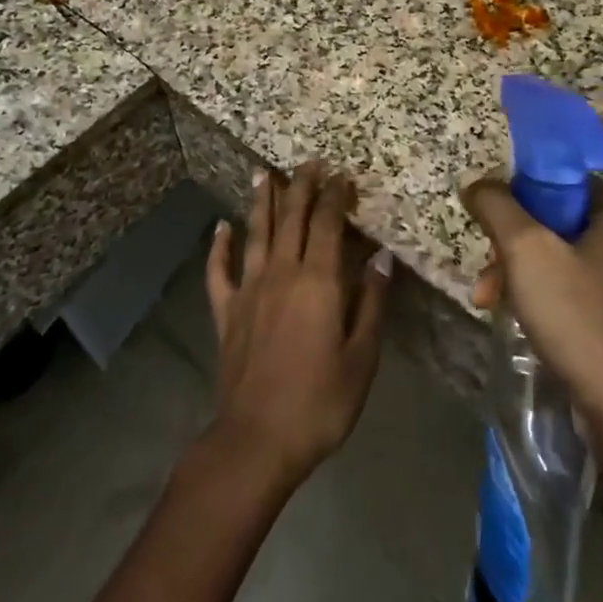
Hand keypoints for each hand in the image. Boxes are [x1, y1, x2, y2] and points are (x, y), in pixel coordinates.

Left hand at [205, 163, 390, 490]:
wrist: (258, 439)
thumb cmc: (321, 401)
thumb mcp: (362, 357)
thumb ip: (372, 303)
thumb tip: (383, 258)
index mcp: (318, 282)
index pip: (327, 224)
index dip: (334, 196)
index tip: (341, 175)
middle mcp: (281, 274)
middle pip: (291, 218)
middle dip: (301, 186)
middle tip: (308, 162)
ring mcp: (249, 290)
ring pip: (255, 233)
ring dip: (261, 201)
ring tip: (264, 173)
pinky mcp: (227, 312)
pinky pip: (220, 271)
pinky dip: (219, 246)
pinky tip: (221, 228)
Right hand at [463, 177, 602, 456]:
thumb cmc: (581, 320)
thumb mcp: (527, 251)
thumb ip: (497, 207)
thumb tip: (477, 184)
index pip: (557, 180)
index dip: (517, 197)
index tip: (490, 226)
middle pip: (551, 220)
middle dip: (510, 245)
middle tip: (487, 274)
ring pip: (554, 256)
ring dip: (516, 273)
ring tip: (487, 302)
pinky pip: (567, 287)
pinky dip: (537, 296)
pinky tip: (515, 318)